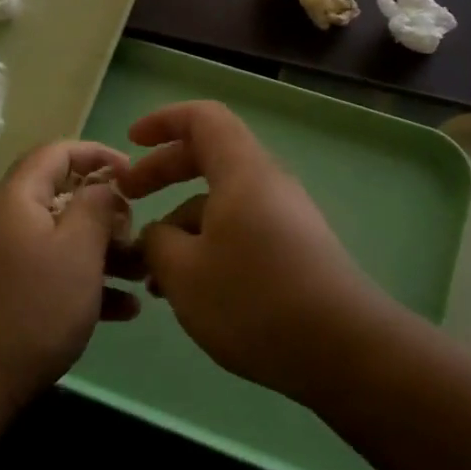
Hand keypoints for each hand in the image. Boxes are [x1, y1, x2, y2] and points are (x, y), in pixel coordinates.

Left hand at [0, 141, 140, 416]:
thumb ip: (96, 207)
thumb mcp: (77, 251)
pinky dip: (82, 284)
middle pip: (61, 200)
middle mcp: (2, 221)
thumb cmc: (31, 309)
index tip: (135, 174)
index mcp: (16, 198)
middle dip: (107, 215)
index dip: (98, 154)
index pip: (57, 152)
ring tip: (143, 277)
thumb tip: (104, 185)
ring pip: (59, 242)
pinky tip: (122, 311)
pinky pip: (47, 275)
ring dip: (103, 255)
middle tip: (140, 238)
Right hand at [116, 101, 393, 400]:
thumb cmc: (253, 299)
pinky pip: (239, 232)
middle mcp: (268, 186)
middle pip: (210, 158)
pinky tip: (188, 292)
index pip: (203, 119)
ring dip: (181, 225)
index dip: (163, 121)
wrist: (342, 350)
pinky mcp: (294, 253)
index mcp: (242, 172)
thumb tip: (158, 235)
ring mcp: (285, 220)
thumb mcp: (183, 271)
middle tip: (128, 199)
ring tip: (151, 275)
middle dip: (163, 173)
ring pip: (221, 204)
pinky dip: (206, 248)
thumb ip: (156, 242)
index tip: (130, 142)